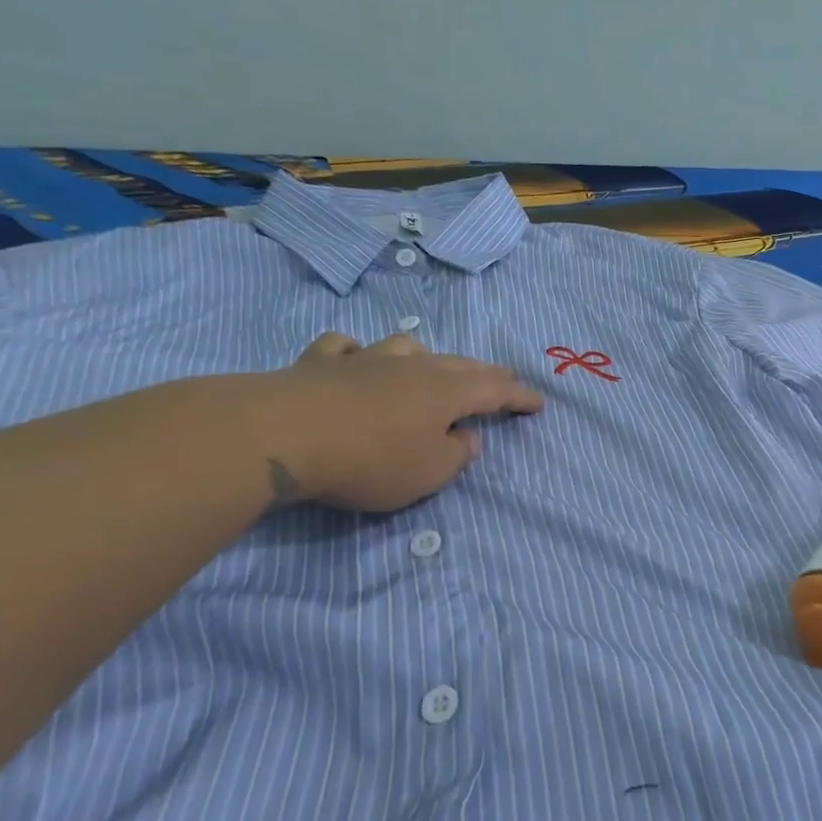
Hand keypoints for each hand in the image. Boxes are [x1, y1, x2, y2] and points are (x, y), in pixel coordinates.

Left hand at [253, 331, 543, 511]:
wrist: (282, 435)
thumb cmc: (369, 460)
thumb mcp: (427, 473)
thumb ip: (455, 456)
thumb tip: (467, 436)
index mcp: (446, 392)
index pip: (496, 391)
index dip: (520, 397)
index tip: (539, 403)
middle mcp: (412, 367)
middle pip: (459, 364)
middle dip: (486, 374)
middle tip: (503, 380)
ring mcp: (365, 360)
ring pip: (407, 347)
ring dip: (426, 357)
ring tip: (430, 368)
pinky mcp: (319, 363)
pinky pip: (346, 348)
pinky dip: (358, 353)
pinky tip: (355, 359)